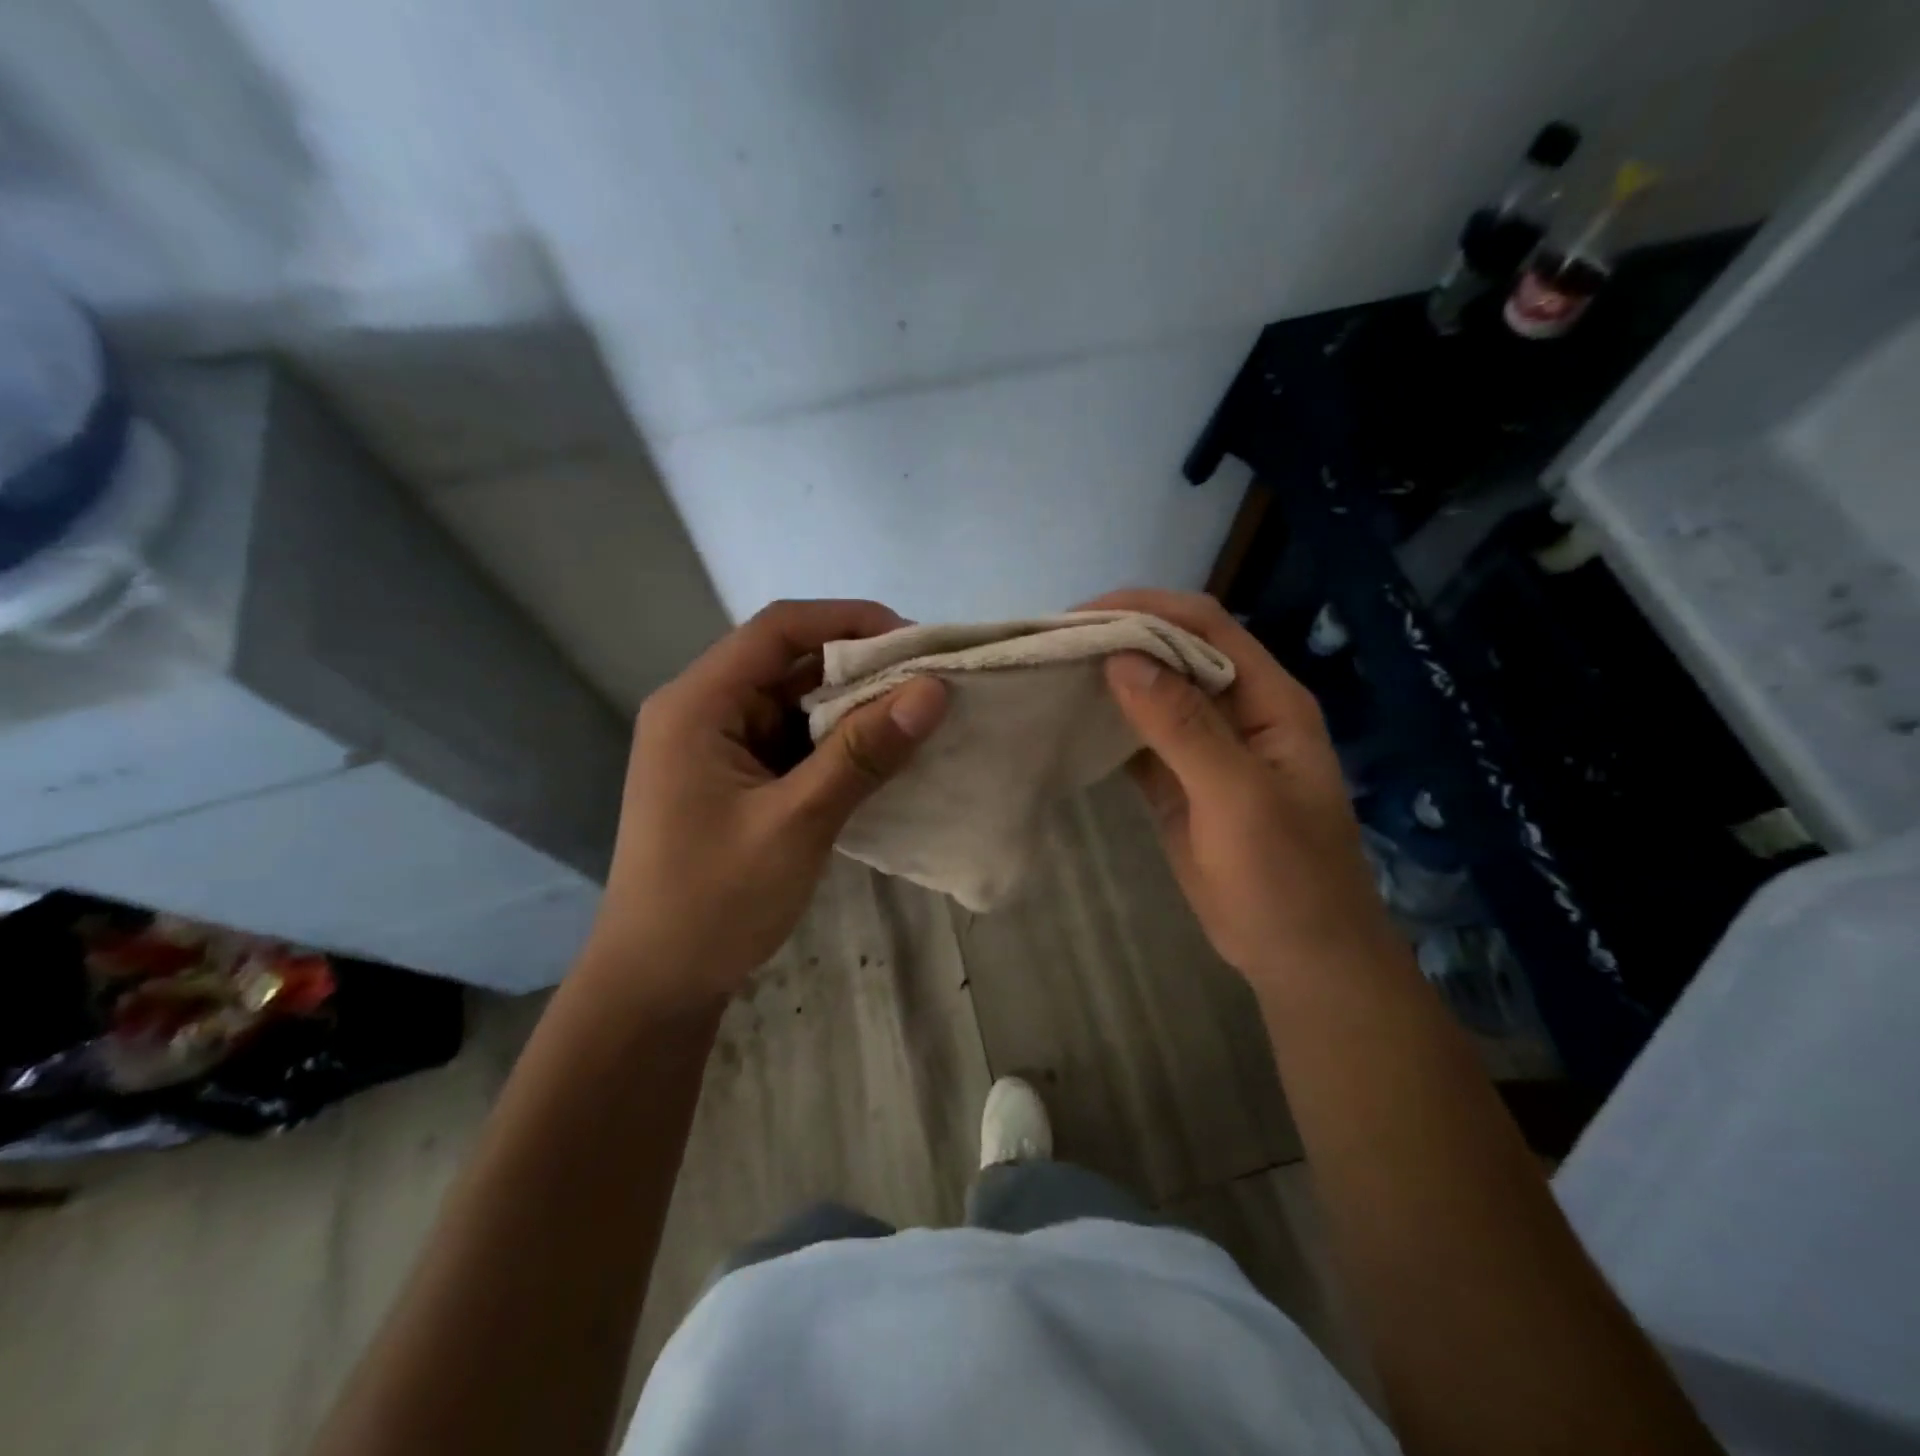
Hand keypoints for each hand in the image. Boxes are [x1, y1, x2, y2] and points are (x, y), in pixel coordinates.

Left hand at [582, 599, 946, 1009]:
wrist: (656, 984)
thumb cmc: (713, 902)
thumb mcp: (796, 823)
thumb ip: (862, 753)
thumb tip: (932, 690)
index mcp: (697, 705)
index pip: (778, 630)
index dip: (849, 621)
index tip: (915, 641)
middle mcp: (702, 711)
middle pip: (788, 663)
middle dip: (859, 668)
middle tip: (929, 684)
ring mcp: (717, 747)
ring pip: (794, 703)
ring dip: (852, 708)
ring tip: (917, 718)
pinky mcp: (734, 779)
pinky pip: (792, 741)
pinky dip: (836, 744)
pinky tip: (882, 756)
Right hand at [1081, 589, 1398, 991]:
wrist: (1301, 959)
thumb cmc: (1285, 878)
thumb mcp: (1238, 799)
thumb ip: (1184, 727)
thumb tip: (1123, 658)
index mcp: (1268, 699)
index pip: (1206, 627)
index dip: (1147, 609)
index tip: (1080, 617)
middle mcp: (1237, 710)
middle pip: (1175, 652)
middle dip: (1119, 639)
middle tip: (1052, 645)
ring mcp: (1206, 747)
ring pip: (1153, 694)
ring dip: (1109, 680)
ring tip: (1050, 672)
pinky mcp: (1179, 782)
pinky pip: (1139, 739)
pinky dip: (1106, 726)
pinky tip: (1068, 721)